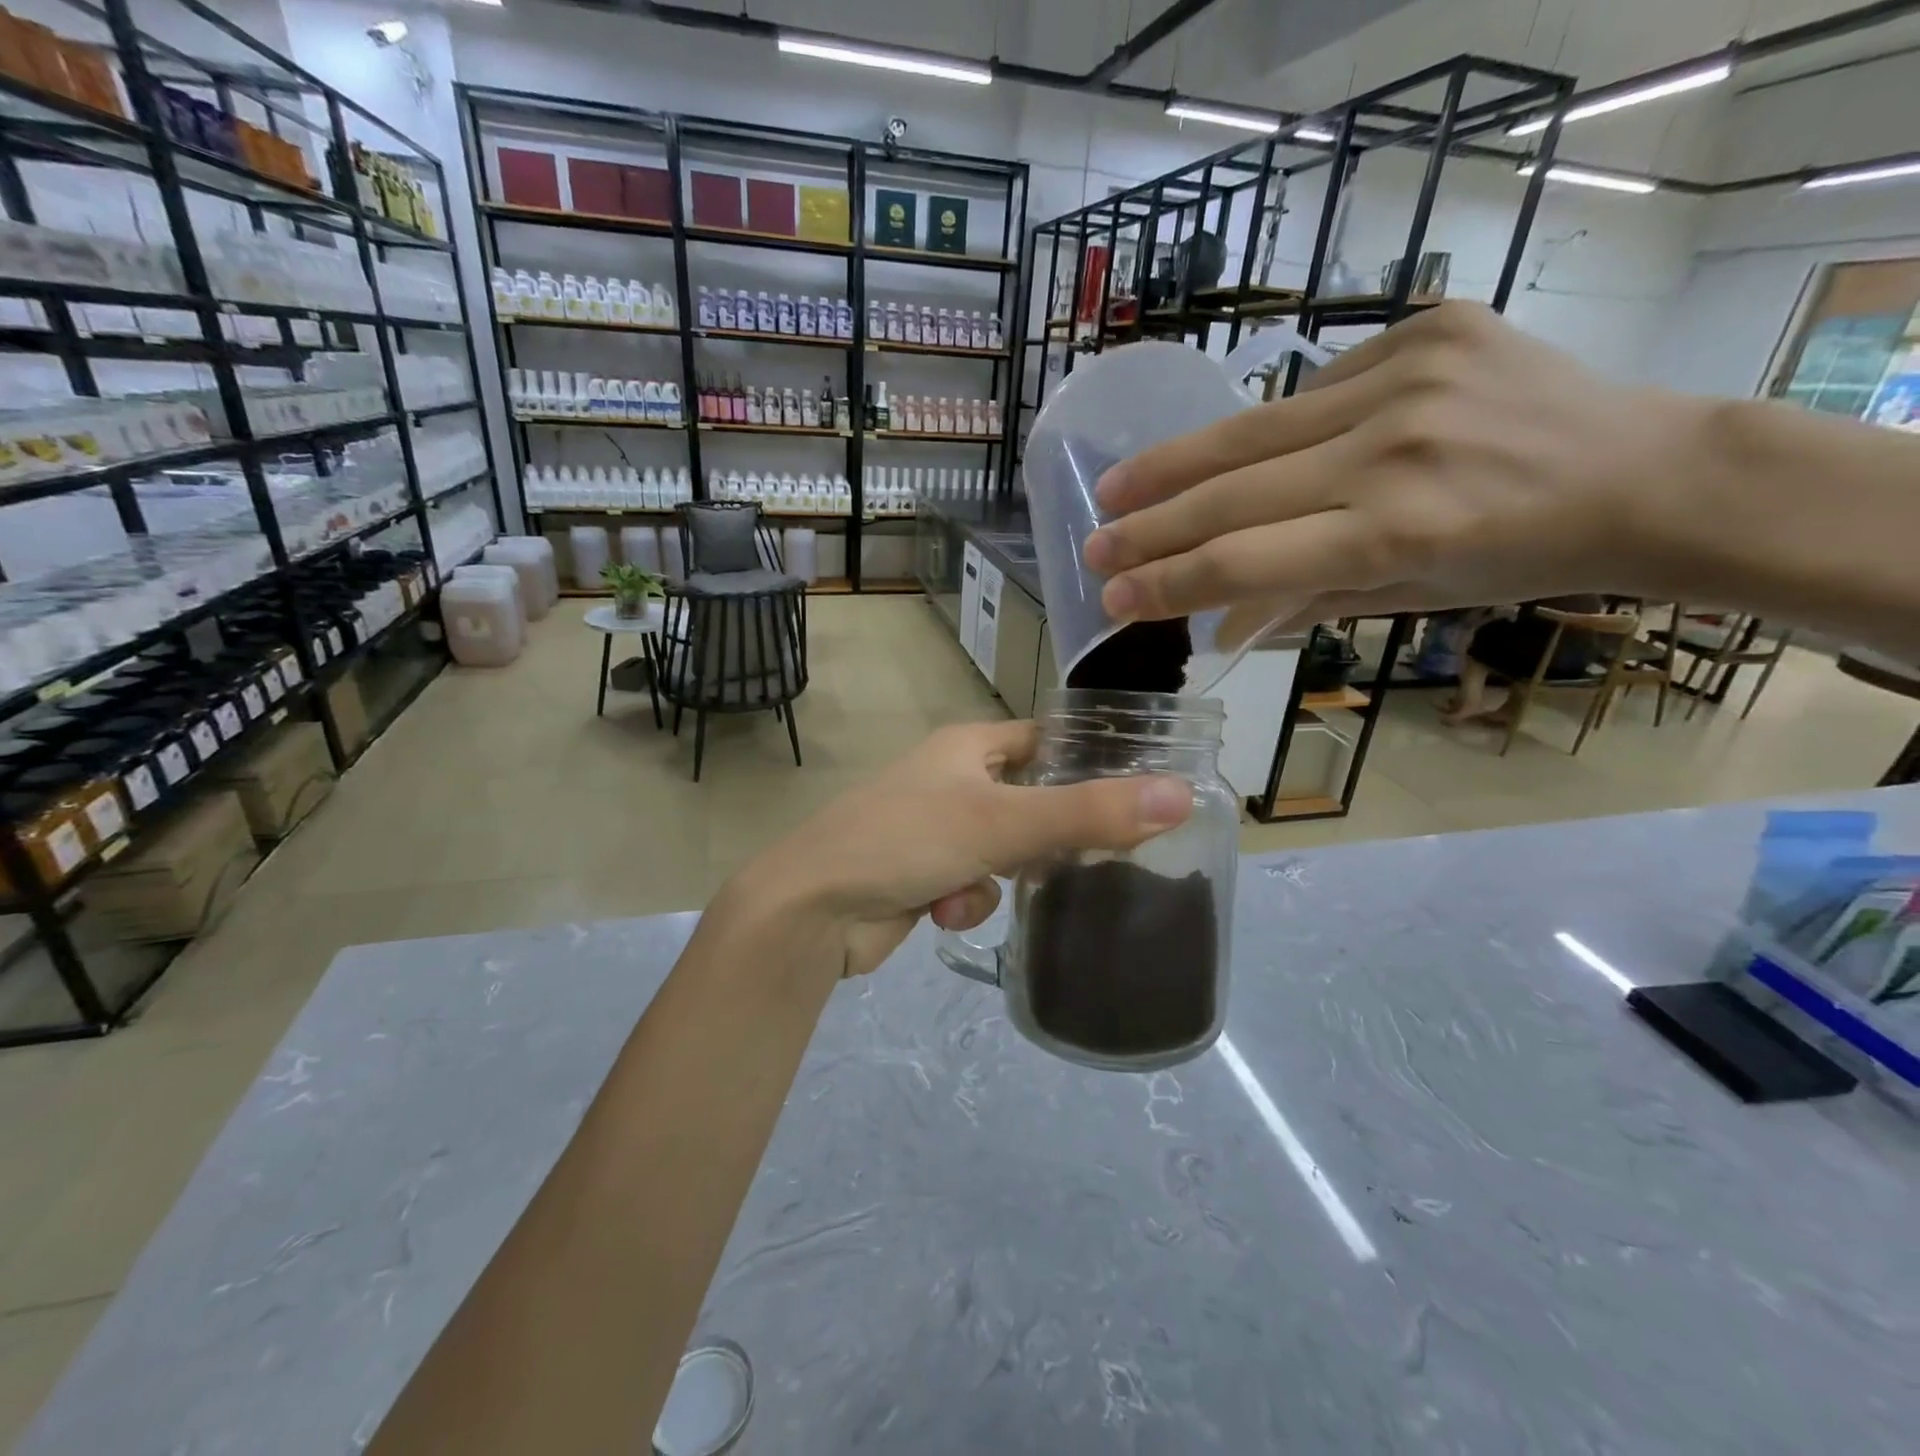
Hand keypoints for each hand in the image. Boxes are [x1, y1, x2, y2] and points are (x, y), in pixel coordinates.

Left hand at [722, 721, 1192, 981]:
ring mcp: (934, 827)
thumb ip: (1089, 812)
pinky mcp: (922, 873)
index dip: (1088, 760)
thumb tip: (1180, 794)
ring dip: (1001, 876)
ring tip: (979, 887)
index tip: (1135, 791)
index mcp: (968, 747)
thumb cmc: (906, 840)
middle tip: (1091, 859)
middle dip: (1051, 834)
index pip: (1046, 740)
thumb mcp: (1002, 823)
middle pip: (1031, 800)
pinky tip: (941, 911)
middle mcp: (952, 779)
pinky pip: (972, 883)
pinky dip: (966, 900)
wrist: (813, 908)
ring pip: (1005, 850)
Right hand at [1081, 303, 1710, 641]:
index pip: (1244, 560)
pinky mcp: (1423, 331)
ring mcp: (1407, 379)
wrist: (1640, 469)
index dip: (1168, 581)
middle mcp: (1393, 451)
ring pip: (1253, 430)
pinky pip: (1312, 391)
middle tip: (1092, 546)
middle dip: (1150, 527)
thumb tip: (1213, 629)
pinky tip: (1239, 456)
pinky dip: (1269, 432)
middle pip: (1233, 492)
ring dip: (1174, 465)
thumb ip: (1299, 605)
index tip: (1112, 598)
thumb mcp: (1405, 600)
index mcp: (1396, 534)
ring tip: (1118, 487)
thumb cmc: (1517, 560)